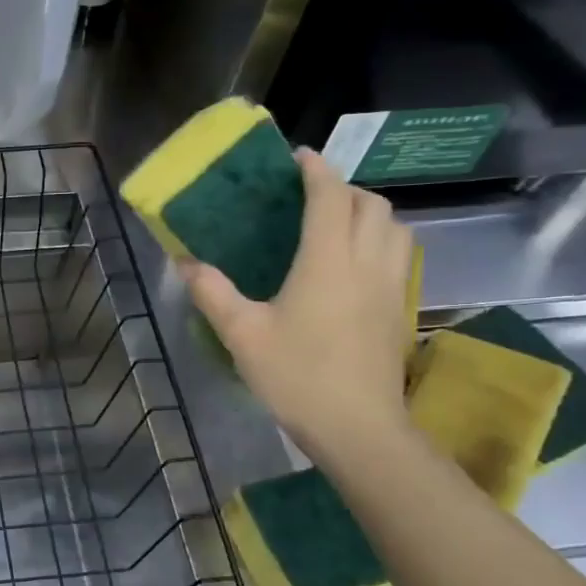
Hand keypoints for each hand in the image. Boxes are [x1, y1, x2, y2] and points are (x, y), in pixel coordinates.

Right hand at [178, 147, 414, 463]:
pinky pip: (399, 256)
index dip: (317, 170)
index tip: (298, 157)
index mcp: (328, 261)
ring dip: (369, 214)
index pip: (330, 197)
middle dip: (344, 189)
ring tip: (336, 226)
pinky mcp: (401, 311)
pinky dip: (381, 242)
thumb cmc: (297, 376)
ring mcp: (392, 287)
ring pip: (395, 229)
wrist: (358, 428)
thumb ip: (212, 292)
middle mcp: (368, 263)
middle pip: (371, 205)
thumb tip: (184, 262)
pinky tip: (353, 266)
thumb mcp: (242, 334)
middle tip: (311, 198)